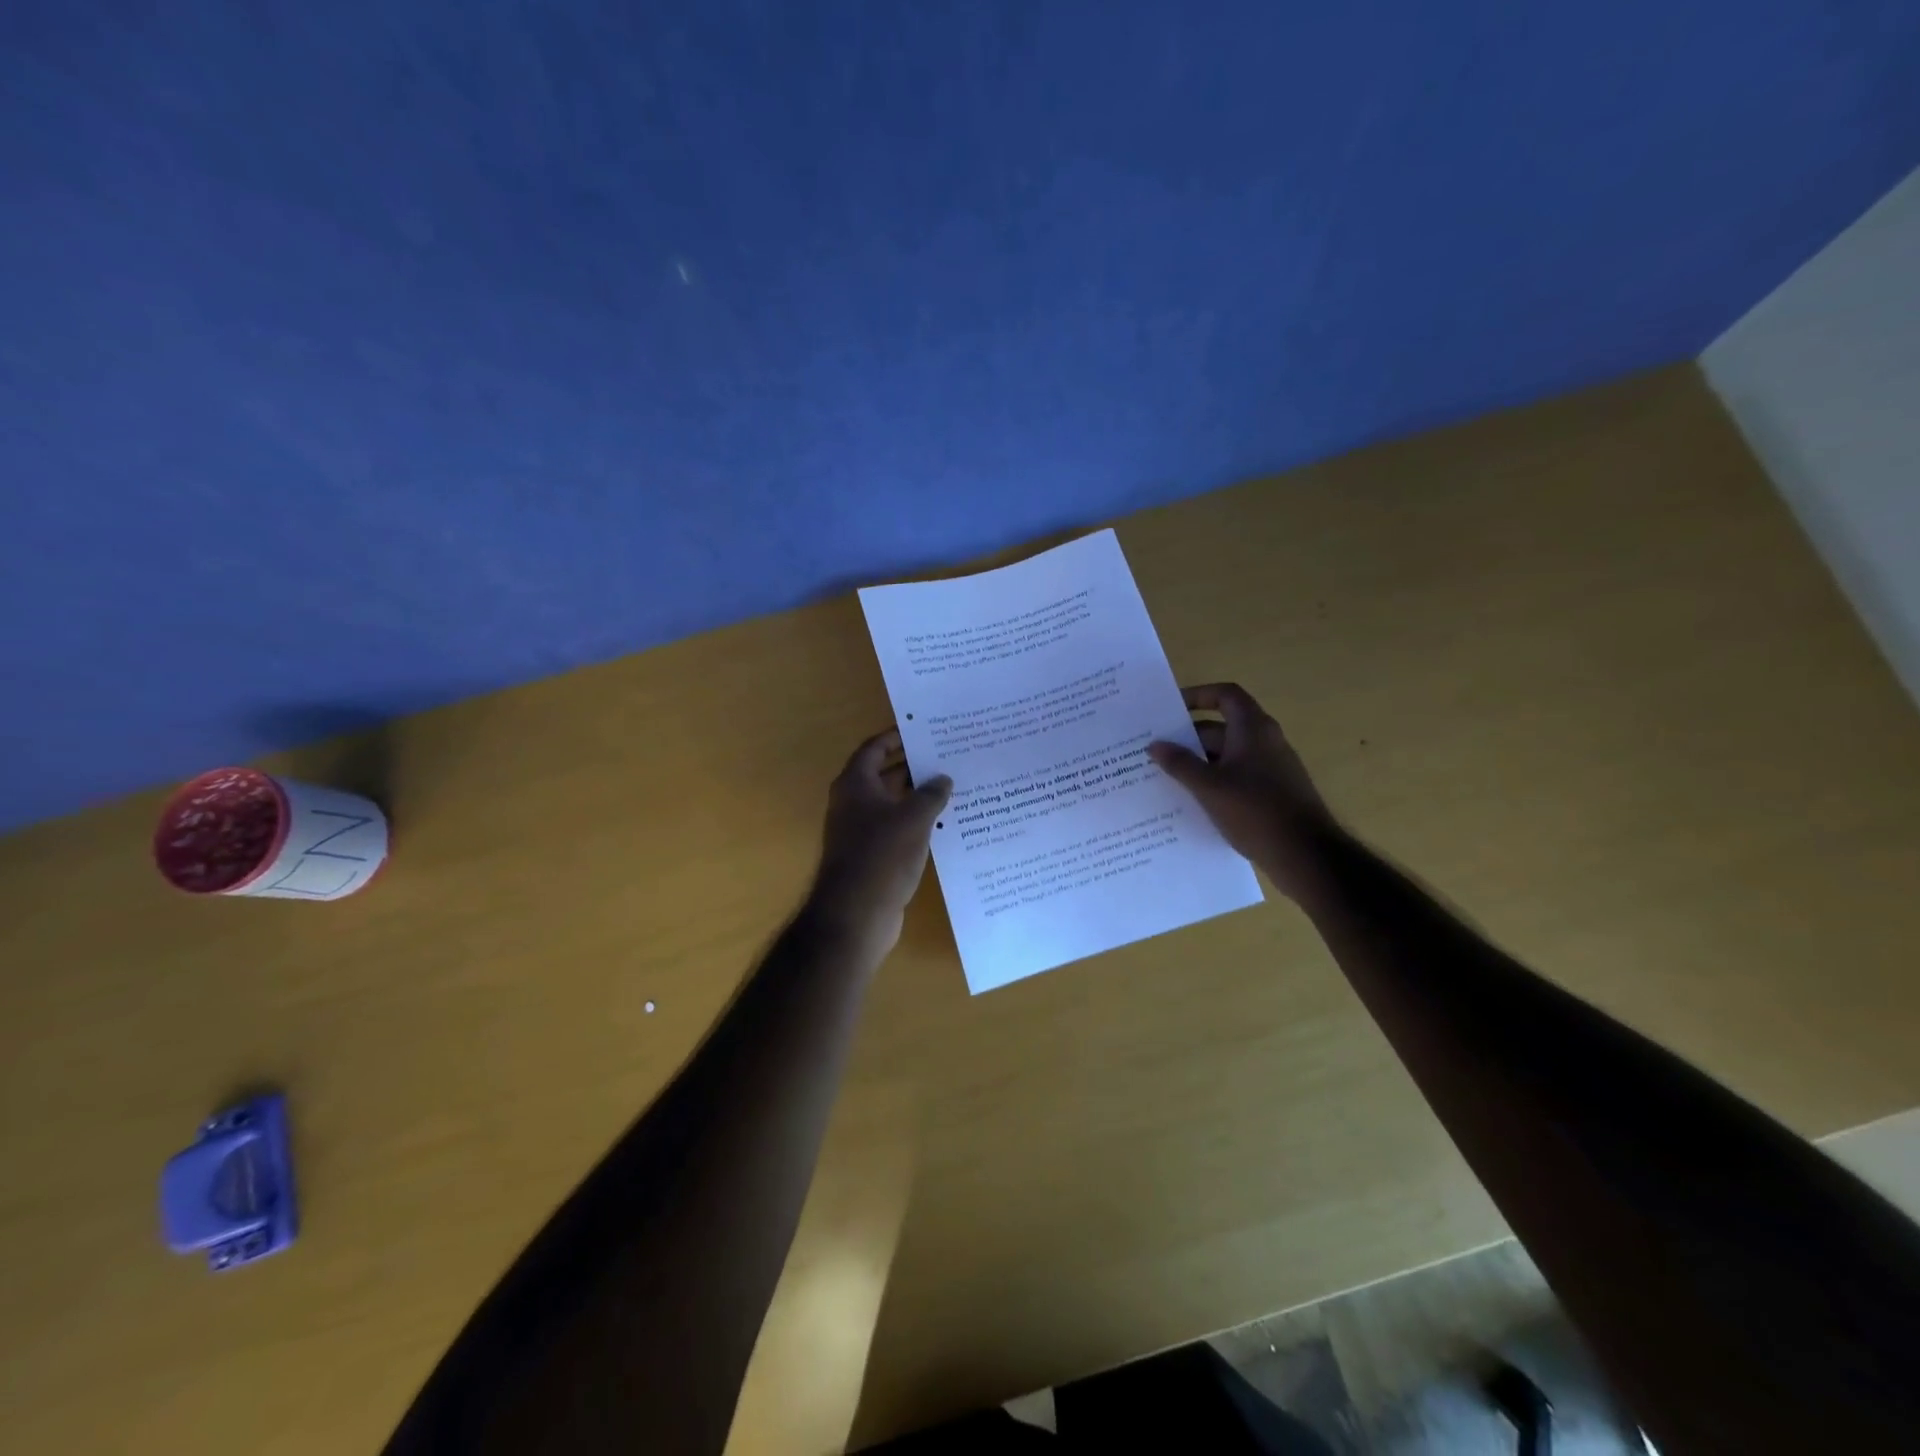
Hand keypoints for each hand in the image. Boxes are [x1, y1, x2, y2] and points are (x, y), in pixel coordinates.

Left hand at [808, 727, 951, 946]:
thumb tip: (943, 779)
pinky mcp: (871, 855)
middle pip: (883, 774)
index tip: (924, 731)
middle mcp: (853, 803)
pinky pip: (895, 828)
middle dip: (913, 766)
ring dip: (917, 796)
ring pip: (892, 803)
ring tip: (953, 787)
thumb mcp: (913, 818)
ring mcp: (860, 831)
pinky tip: (944, 823)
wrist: (856, 914)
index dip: (896, 737)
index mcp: (855, 784)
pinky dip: (915, 822)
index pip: (874, 748)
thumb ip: (930, 794)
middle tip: (947, 757)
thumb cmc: (882, 855)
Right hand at [1149, 683, 1335, 900]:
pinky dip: (1214, 781)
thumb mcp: (1209, 787)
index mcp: (1253, 729)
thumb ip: (1180, 763)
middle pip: (1222, 727)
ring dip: (1198, 762)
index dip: (1198, 695)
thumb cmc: (1256, 811)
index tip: (1170, 709)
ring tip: (1164, 776)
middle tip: (1156, 749)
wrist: (1306, 855)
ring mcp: (1271, 768)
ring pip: (1227, 755)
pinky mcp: (1272, 793)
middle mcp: (1265, 741)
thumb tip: (1155, 745)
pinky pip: (1237, 777)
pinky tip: (1191, 801)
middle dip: (1189, 737)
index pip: (1225, 695)